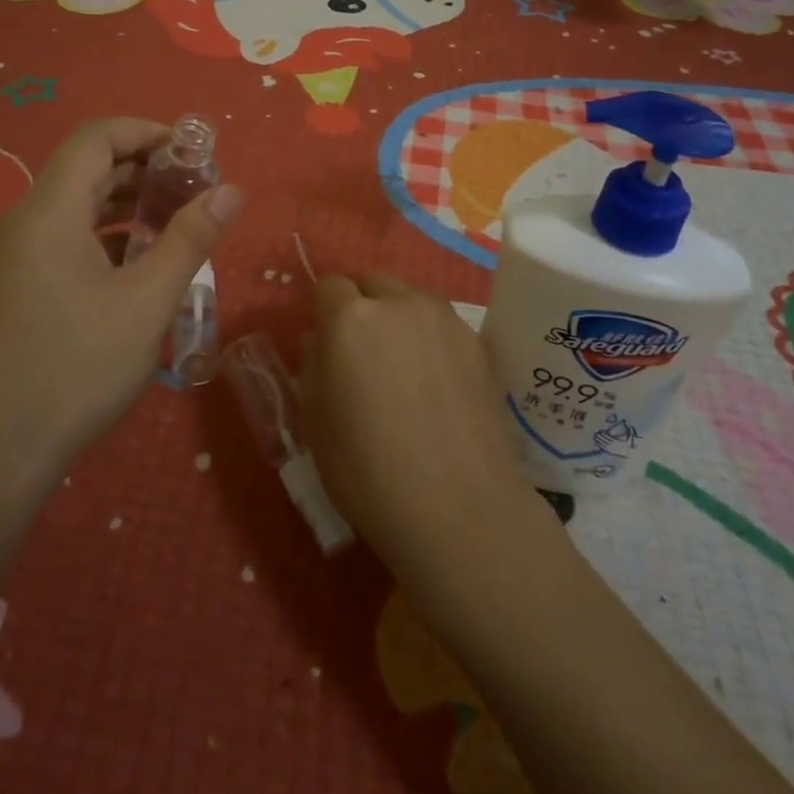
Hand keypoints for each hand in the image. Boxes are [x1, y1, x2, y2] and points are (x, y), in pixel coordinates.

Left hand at [0, 118, 242, 488]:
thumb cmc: (76, 370)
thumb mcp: (147, 303)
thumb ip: (190, 239)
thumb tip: (232, 190)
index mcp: (48, 212)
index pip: (95, 138)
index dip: (146, 132)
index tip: (192, 153)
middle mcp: (21, 221)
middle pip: (85, 168)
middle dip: (143, 169)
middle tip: (194, 189)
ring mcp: (10, 255)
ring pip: (73, 205)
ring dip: (124, 203)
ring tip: (174, 222)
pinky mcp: (10, 284)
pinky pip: (60, 237)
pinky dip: (101, 234)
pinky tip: (135, 263)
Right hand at [302, 273, 540, 580]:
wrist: (460, 510)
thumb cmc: (368, 472)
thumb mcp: (315, 421)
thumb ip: (314, 365)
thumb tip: (323, 340)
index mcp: (349, 318)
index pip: (329, 285)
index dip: (324, 311)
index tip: (327, 343)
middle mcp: (398, 303)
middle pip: (373, 283)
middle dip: (362, 305)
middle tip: (364, 353)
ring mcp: (444, 320)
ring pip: (411, 299)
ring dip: (399, 318)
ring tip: (404, 367)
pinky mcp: (479, 343)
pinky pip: (443, 325)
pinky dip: (432, 339)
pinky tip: (436, 384)